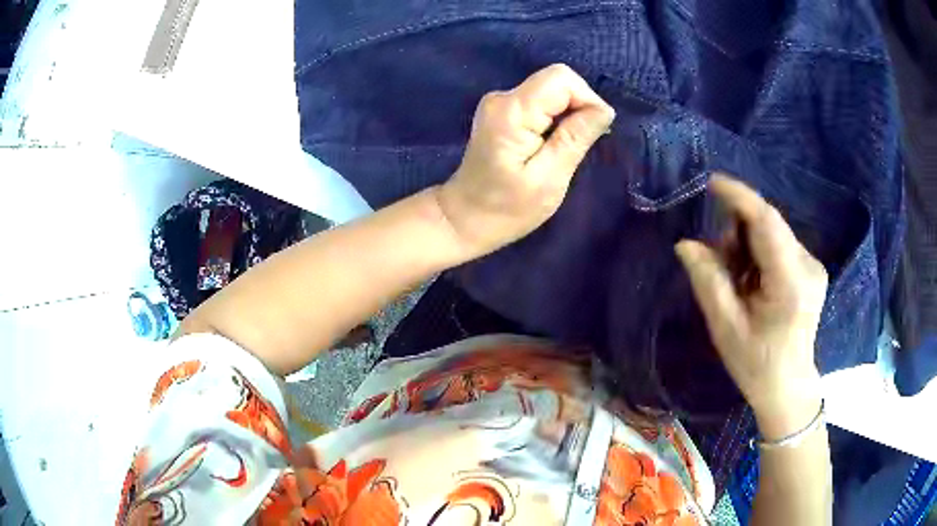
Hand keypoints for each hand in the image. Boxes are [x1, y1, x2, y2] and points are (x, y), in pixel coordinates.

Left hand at [436, 64, 614, 255]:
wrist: (465, 218)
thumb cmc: (507, 208)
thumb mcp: (549, 179)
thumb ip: (575, 138)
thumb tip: (604, 110)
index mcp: (512, 111)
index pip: (561, 79)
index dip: (587, 99)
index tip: (595, 132)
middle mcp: (502, 97)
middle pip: (556, 81)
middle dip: (579, 107)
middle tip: (579, 146)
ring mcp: (499, 103)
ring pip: (551, 91)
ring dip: (568, 115)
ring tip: (564, 151)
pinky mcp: (502, 111)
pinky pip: (540, 103)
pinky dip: (555, 119)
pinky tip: (550, 146)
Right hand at [675, 175, 827, 440]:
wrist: (788, 386)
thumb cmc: (756, 365)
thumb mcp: (725, 329)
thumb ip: (708, 282)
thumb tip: (686, 244)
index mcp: (790, 283)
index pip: (766, 223)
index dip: (739, 197)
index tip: (712, 182)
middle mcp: (808, 266)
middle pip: (768, 225)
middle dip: (737, 231)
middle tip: (718, 261)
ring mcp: (813, 266)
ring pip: (772, 233)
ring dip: (746, 245)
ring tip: (736, 281)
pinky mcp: (811, 268)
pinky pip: (778, 244)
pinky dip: (758, 253)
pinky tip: (752, 282)